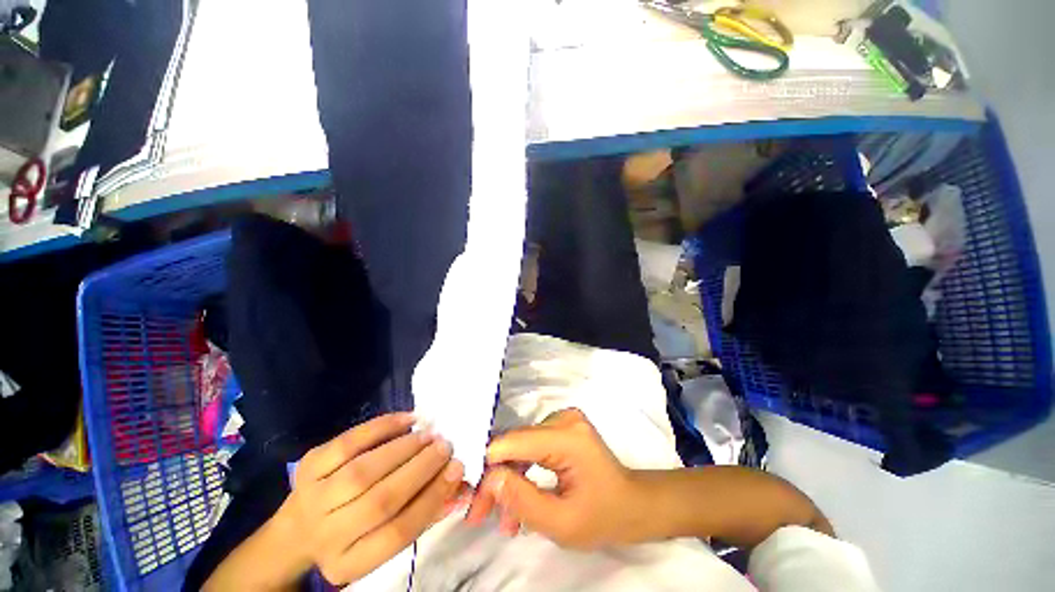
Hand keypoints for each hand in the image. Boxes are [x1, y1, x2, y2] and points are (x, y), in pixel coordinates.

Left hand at [281, 413, 467, 584]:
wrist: (299, 528)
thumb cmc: (355, 532)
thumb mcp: (385, 538)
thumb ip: (423, 512)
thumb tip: (459, 482)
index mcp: (351, 562)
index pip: (399, 533)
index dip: (432, 497)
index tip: (457, 468)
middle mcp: (327, 536)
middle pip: (380, 501)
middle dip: (421, 468)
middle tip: (445, 446)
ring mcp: (312, 498)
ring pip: (363, 471)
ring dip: (404, 448)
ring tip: (429, 435)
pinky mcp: (308, 466)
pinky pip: (348, 442)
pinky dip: (382, 427)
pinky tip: (407, 419)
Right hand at [464, 408, 648, 549]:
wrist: (633, 504)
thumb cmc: (604, 516)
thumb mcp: (561, 523)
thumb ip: (522, 500)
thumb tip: (488, 479)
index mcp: (568, 436)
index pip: (514, 443)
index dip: (488, 469)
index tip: (472, 502)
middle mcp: (563, 419)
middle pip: (515, 443)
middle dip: (496, 480)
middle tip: (480, 514)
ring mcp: (563, 419)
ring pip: (519, 446)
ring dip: (508, 479)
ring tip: (504, 518)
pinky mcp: (561, 426)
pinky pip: (530, 446)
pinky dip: (521, 471)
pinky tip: (517, 499)